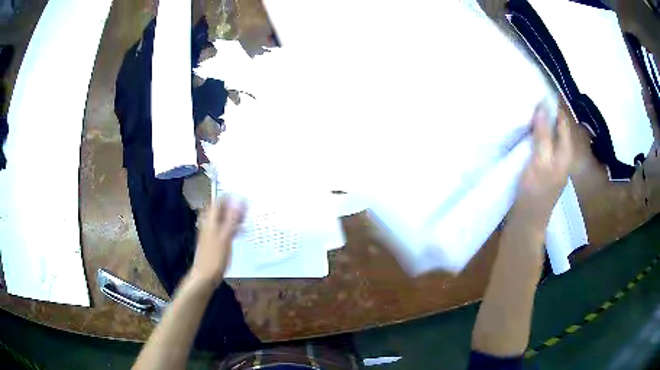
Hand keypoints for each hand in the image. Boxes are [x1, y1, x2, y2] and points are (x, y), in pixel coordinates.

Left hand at [191, 196, 245, 286]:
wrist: (205, 276)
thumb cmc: (215, 257)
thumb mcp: (225, 237)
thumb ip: (232, 219)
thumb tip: (239, 201)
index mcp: (210, 220)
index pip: (219, 201)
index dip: (230, 197)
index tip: (243, 197)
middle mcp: (209, 224)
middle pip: (220, 209)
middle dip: (233, 207)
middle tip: (247, 209)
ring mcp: (210, 233)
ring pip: (222, 219)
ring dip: (233, 217)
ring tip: (246, 219)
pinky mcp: (213, 242)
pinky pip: (223, 229)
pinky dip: (231, 227)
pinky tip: (240, 232)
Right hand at [514, 104, 571, 226]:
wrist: (527, 221)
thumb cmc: (535, 192)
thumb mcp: (540, 161)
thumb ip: (543, 134)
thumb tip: (542, 106)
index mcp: (565, 152)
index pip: (562, 120)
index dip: (552, 105)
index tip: (536, 91)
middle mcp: (561, 154)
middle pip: (555, 127)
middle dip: (543, 113)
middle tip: (526, 99)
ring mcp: (552, 162)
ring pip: (548, 135)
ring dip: (537, 124)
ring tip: (523, 111)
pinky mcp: (543, 168)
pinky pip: (541, 145)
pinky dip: (533, 135)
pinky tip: (523, 133)